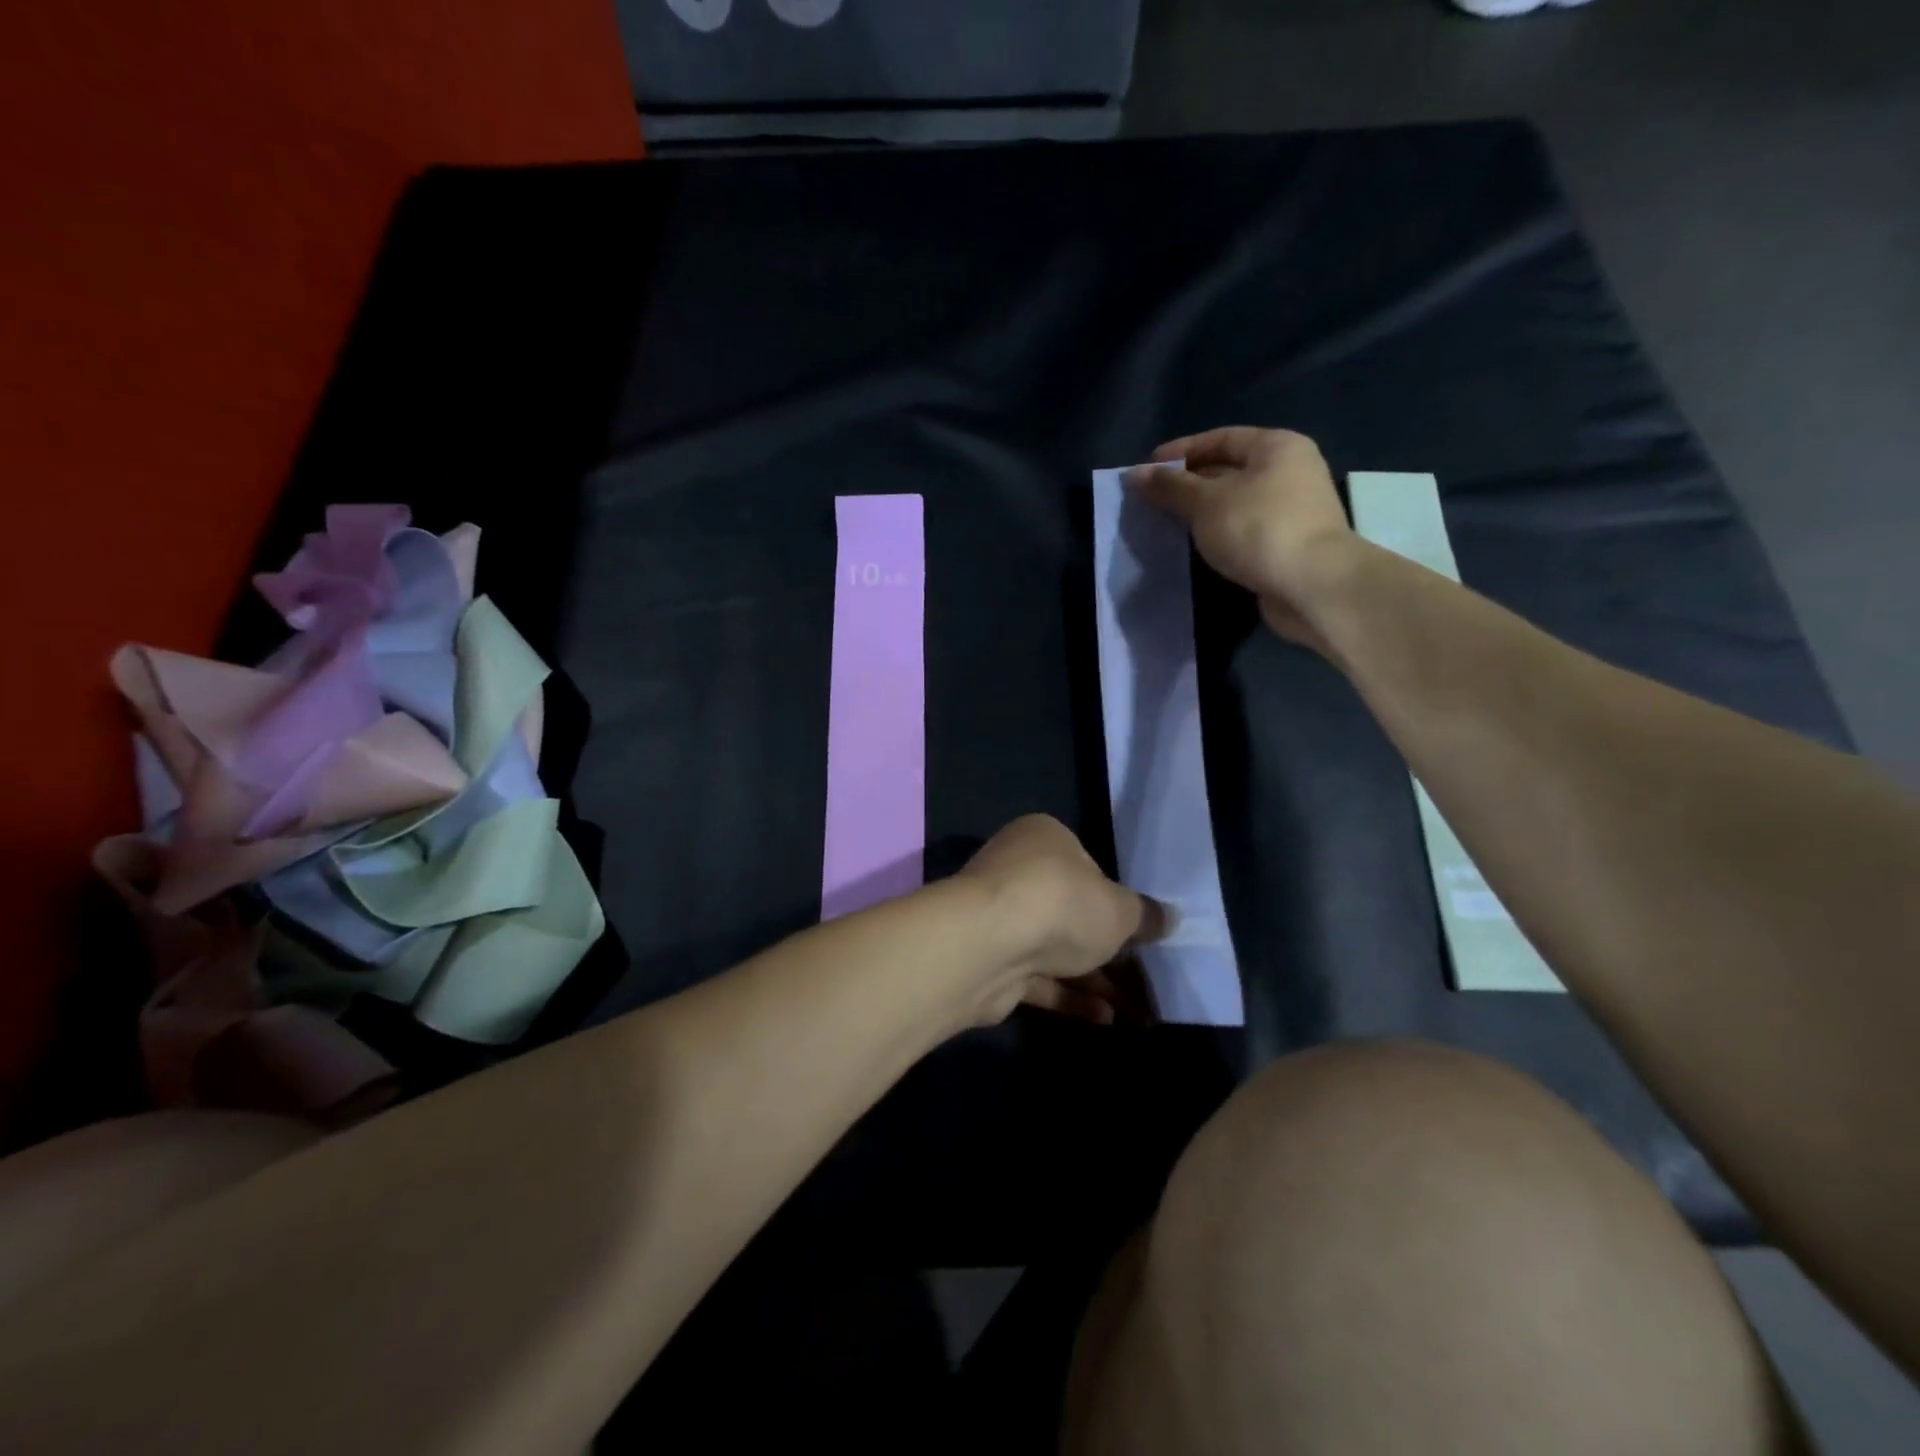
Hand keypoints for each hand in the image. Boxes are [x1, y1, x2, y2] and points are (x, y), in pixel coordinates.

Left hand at [957, 815, 1167, 1025]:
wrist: (986, 946)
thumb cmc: (1060, 904)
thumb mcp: (1119, 909)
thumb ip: (1145, 915)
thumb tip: (1170, 918)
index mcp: (1044, 839)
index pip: (1087, 864)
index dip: (1116, 898)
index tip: (1141, 929)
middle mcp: (1017, 870)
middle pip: (1071, 910)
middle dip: (1109, 948)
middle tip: (1146, 975)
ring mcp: (1000, 917)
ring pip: (1056, 949)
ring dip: (1096, 979)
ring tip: (1141, 1012)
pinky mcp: (991, 961)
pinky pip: (1038, 978)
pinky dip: (1070, 996)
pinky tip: (1106, 1018)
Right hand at [1125, 426, 1358, 650]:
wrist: (1313, 585)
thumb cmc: (1259, 529)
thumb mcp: (1206, 503)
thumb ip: (1169, 487)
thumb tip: (1134, 474)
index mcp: (1276, 446)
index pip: (1220, 438)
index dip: (1180, 451)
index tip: (1146, 470)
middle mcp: (1289, 471)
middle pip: (1228, 469)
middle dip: (1187, 484)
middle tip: (1150, 500)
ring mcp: (1291, 509)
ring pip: (1234, 503)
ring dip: (1200, 512)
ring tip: (1165, 523)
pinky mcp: (1287, 543)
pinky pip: (1242, 530)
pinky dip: (1217, 534)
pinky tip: (1193, 546)